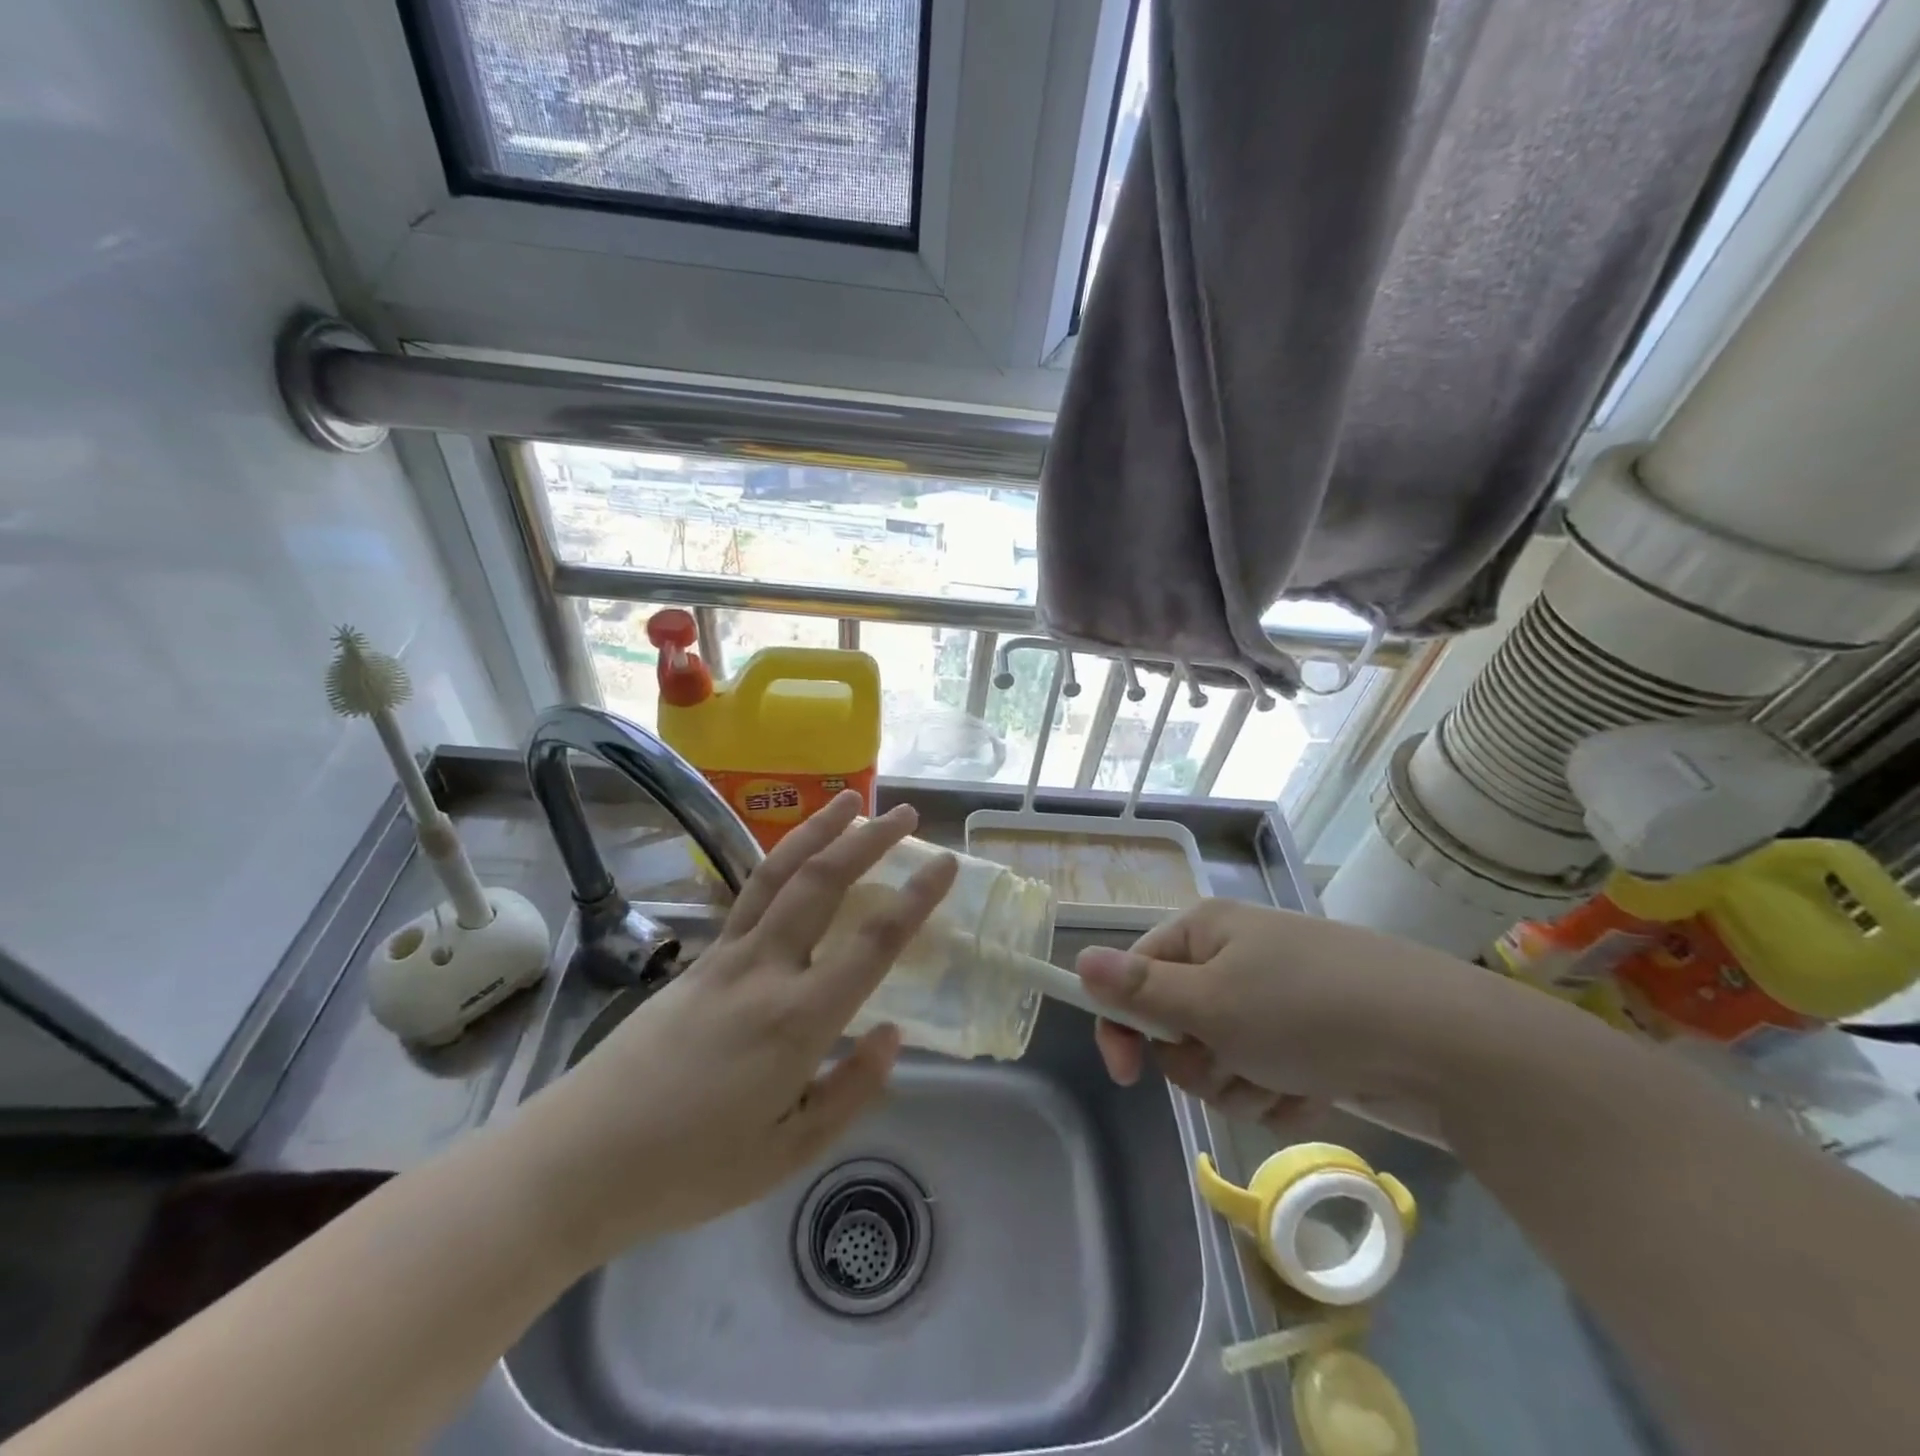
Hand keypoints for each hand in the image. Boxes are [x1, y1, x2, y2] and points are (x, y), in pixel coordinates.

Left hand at [512, 793, 956, 1264]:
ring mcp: (725, 956)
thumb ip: (849, 1092)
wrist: (576, 1159)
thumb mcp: (785, 1153)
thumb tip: (892, 1034)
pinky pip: (750, 894)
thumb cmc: (689, 1169)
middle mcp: (764, 971)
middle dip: (869, 841)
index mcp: (796, 1021)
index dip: (915, 898)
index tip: (944, 862)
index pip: (872, 944)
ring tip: (850, 802)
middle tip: (906, 813)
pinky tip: (795, 856)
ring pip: (780, 874)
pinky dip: (782, 861)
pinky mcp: (698, 958)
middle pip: (823, 883)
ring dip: (819, 831)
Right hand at [1074, 898, 1519, 1133]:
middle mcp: (1235, 958)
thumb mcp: (1212, 1002)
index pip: (1135, 973)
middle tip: (1232, 1063)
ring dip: (1241, 1084)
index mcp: (1206, 932)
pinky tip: (1314, 1091)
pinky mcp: (1310, 1040)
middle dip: (1198, 1060)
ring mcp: (1276, 1000)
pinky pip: (1265, 1078)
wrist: (1443, 1046)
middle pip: (1177, 1022)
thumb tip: (1078, 962)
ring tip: (1283, 1081)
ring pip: (1220, 1059)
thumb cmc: (1308, 1010)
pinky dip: (1281, 1095)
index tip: (1126, 1074)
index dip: (1124, 1022)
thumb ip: (1140, 991)